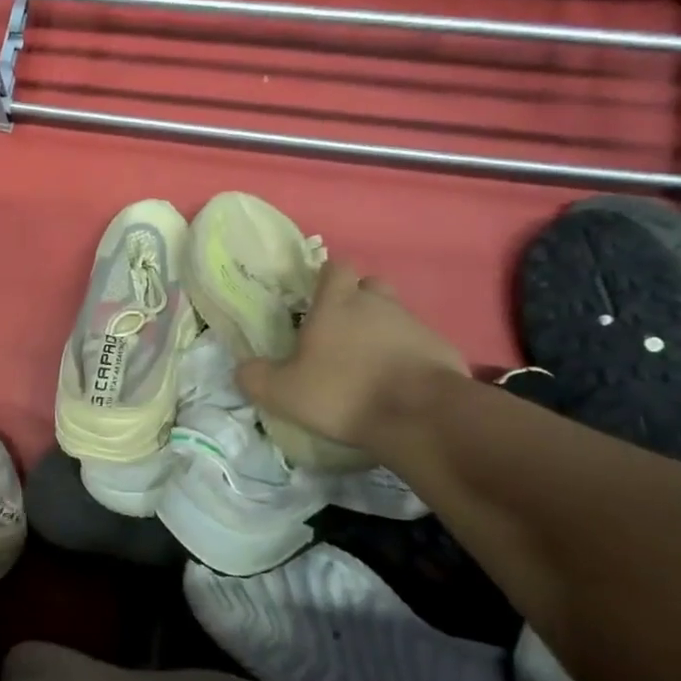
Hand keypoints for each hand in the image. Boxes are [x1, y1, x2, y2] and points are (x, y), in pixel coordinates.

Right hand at [236, 263, 467, 452]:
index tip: (317, 297)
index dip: (327, 278)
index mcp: (337, 303)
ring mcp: (413, 324)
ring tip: (366, 364)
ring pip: (394, 315)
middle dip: (357, 300)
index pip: (336, 267)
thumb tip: (241, 368)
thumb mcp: (283, 392)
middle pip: (369, 285)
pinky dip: (405, 356)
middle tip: (340, 330)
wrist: (419, 414)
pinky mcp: (440, 348)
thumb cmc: (343, 392)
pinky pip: (417, 343)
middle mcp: (377, 303)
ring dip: (380, 331)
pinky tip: (395, 383)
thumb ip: (256, 377)